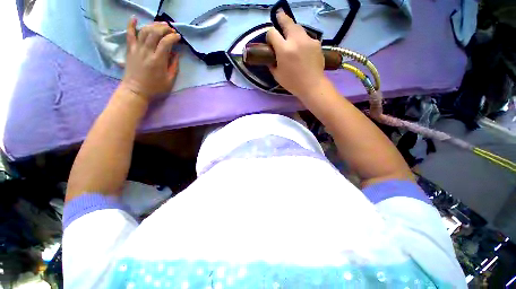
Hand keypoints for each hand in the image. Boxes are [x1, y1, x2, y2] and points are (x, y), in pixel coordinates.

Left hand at [121, 17, 180, 100]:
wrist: (135, 91)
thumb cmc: (155, 88)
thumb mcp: (170, 80)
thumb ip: (174, 66)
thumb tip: (176, 54)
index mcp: (158, 60)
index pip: (166, 42)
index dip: (173, 37)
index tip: (178, 37)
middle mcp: (147, 52)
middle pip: (155, 33)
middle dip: (165, 28)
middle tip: (171, 29)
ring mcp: (137, 49)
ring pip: (144, 31)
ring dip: (153, 25)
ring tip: (161, 24)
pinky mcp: (130, 50)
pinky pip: (129, 34)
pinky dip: (131, 25)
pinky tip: (135, 18)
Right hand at [266, 11, 325, 97]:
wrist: (312, 85)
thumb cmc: (293, 83)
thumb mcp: (277, 75)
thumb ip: (272, 64)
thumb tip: (270, 57)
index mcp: (284, 50)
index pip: (272, 33)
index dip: (269, 35)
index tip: (270, 40)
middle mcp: (295, 40)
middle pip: (287, 22)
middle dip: (281, 18)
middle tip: (278, 15)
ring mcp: (308, 40)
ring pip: (298, 27)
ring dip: (292, 28)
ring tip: (290, 34)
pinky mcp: (316, 42)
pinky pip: (306, 37)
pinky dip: (302, 39)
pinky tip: (302, 48)